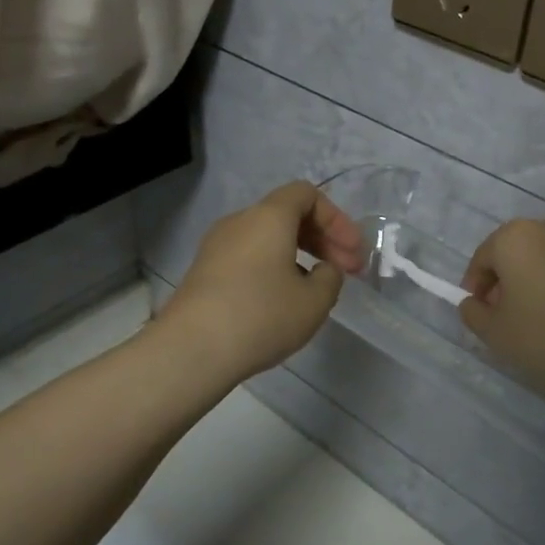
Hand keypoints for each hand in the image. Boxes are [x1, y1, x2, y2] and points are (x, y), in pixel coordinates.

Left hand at [160, 182, 366, 381]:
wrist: (192, 349)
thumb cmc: (261, 316)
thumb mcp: (314, 301)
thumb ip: (330, 277)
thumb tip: (322, 270)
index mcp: (269, 217)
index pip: (307, 195)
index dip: (337, 219)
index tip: (353, 253)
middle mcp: (240, 221)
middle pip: (287, 214)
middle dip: (322, 239)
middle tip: (345, 271)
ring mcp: (217, 246)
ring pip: (267, 237)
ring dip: (299, 254)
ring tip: (316, 289)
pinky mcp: (205, 271)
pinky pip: (249, 256)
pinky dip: (274, 267)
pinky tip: (283, 300)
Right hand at [459, 216, 544, 422]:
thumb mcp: (496, 335)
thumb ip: (475, 313)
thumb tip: (475, 303)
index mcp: (517, 237)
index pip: (483, 258)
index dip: (476, 287)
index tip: (481, 314)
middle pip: (519, 253)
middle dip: (510, 281)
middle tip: (510, 318)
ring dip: (542, 282)